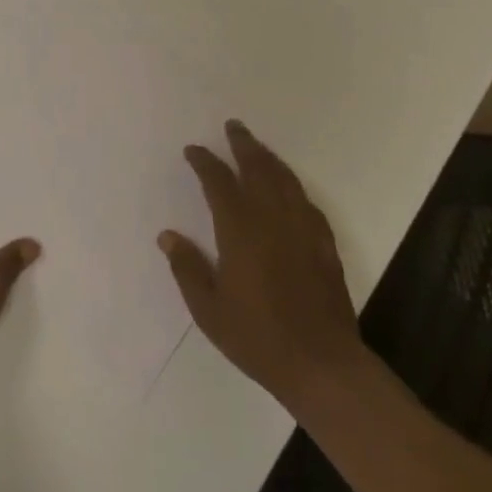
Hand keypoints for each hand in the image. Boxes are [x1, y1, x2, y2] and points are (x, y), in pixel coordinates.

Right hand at [159, 121, 365, 414]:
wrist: (321, 364)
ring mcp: (303, 229)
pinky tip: (289, 189)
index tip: (193, 150)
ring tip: (257, 147)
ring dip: (269, 159)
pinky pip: (306, 202)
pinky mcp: (324, 245)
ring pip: (285, 180)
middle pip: (257, 169)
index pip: (218, 182)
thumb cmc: (257, 337)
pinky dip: (293, 187)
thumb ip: (187, 268)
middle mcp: (272, 219)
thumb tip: (167, 235)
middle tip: (233, 127)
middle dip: (243, 145)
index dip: (204, 162)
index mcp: (240, 230)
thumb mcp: (208, 309)